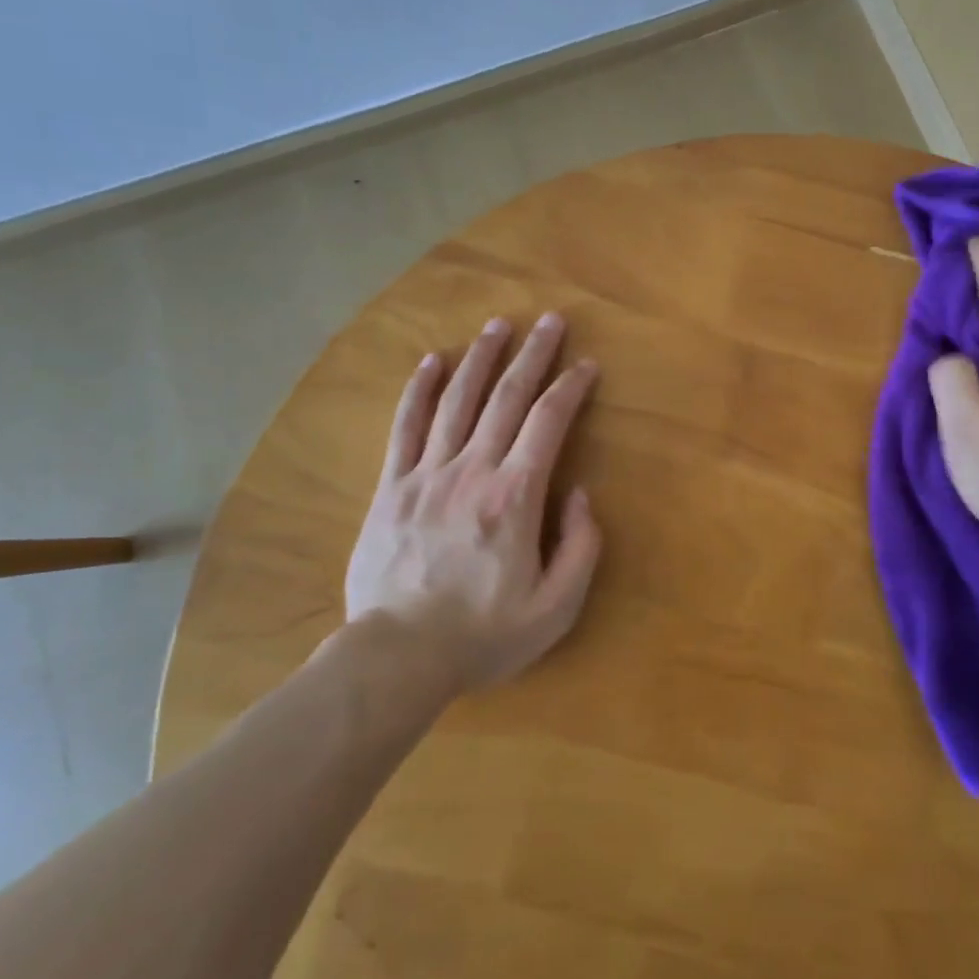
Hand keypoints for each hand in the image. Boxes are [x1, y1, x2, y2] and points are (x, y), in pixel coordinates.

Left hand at [342, 313, 601, 690]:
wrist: (398, 658)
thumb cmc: (484, 634)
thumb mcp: (557, 607)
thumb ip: (581, 546)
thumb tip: (579, 493)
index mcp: (515, 496)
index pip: (549, 422)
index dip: (571, 388)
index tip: (587, 365)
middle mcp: (473, 470)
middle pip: (507, 397)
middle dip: (533, 354)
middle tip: (550, 321)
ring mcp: (427, 474)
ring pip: (457, 400)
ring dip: (481, 358)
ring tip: (498, 325)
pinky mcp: (392, 487)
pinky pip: (406, 426)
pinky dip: (420, 389)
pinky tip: (433, 361)